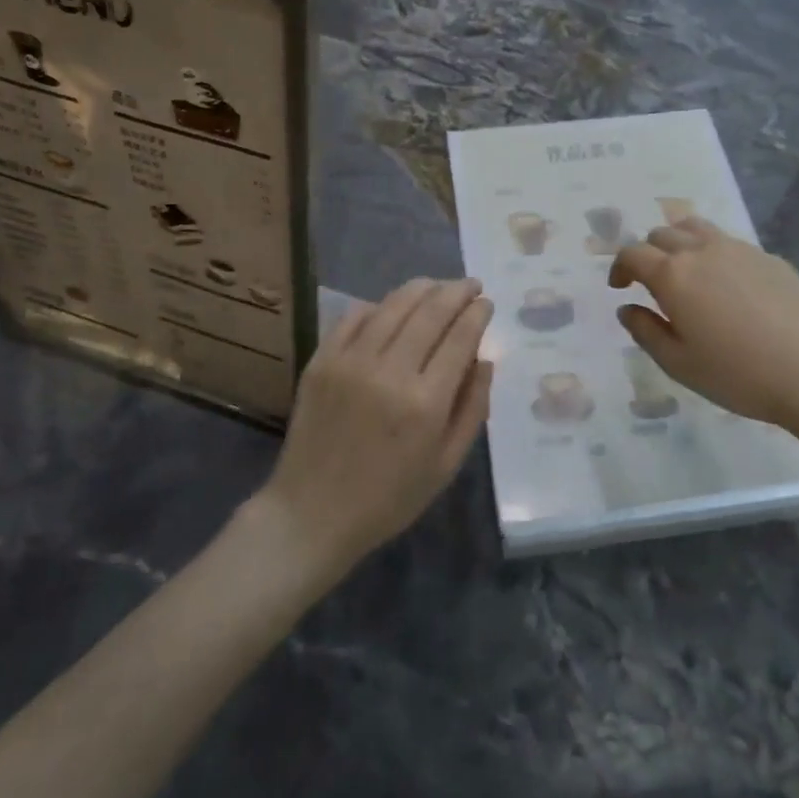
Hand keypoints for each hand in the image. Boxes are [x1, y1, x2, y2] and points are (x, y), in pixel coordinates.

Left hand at [258, 278, 492, 574]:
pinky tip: (392, 306)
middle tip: (470, 285)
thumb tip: (485, 359)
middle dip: (456, 292)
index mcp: (426, 402)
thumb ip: (472, 408)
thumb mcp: (446, 464)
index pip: (460, 337)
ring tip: (437, 286)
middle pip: (431, 312)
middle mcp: (390, 372)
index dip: (477, 313)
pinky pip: (355, 317)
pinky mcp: (322, 360)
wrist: (312, 513)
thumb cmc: (389, 497)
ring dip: (422, 289)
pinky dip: (379, 305)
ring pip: (393, 305)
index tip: (486, 303)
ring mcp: (351, 361)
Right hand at [609, 218, 798, 427]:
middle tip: (650, 282)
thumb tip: (627, 309)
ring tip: (685, 271)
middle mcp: (701, 250)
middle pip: (662, 234)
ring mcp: (739, 249)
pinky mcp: (769, 257)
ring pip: (696, 228)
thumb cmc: (737, 373)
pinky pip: (729, 243)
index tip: (620, 287)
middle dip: (648, 253)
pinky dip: (713, 253)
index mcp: (672, 275)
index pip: (633, 253)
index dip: (619, 267)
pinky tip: (727, 286)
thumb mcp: (678, 364)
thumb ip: (645, 331)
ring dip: (679, 242)